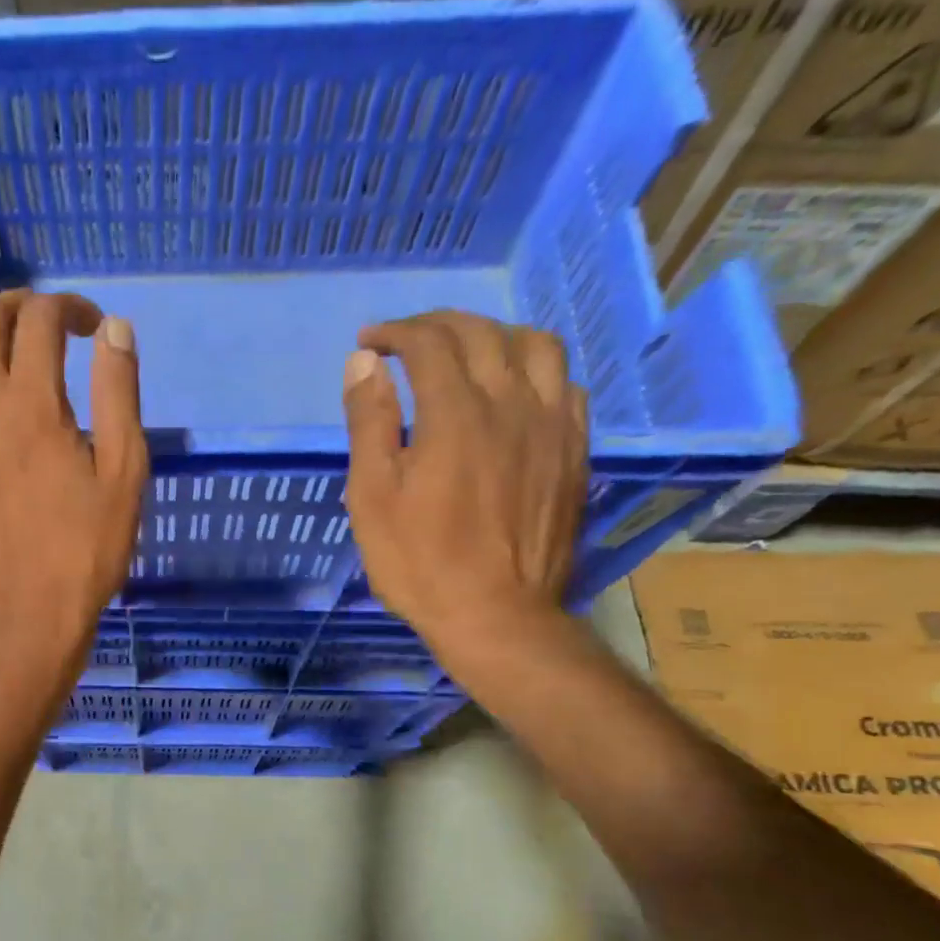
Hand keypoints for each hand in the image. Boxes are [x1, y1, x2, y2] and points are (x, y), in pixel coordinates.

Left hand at [0, 289, 147, 685]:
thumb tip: (115, 329)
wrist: (22, 614)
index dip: (69, 308)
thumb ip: (119, 394)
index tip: (91, 327)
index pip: (40, 320)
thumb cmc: (84, 550)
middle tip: (45, 322)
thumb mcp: (123, 474)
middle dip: (18, 307)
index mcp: (30, 402)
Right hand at [342, 310, 588, 663]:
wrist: (495, 615)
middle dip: (438, 325)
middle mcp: (511, 403)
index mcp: (455, 414)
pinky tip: (515, 390)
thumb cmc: (419, 561)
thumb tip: (365, 363)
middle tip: (406, 340)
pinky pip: (566, 385)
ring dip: (494, 335)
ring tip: (467, 351)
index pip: (428, 344)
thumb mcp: (372, 497)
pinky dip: (534, 370)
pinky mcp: (574, 452)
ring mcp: (551, 426)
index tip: (369, 343)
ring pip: (536, 347)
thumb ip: (370, 423)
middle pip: (482, 334)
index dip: (395, 333)